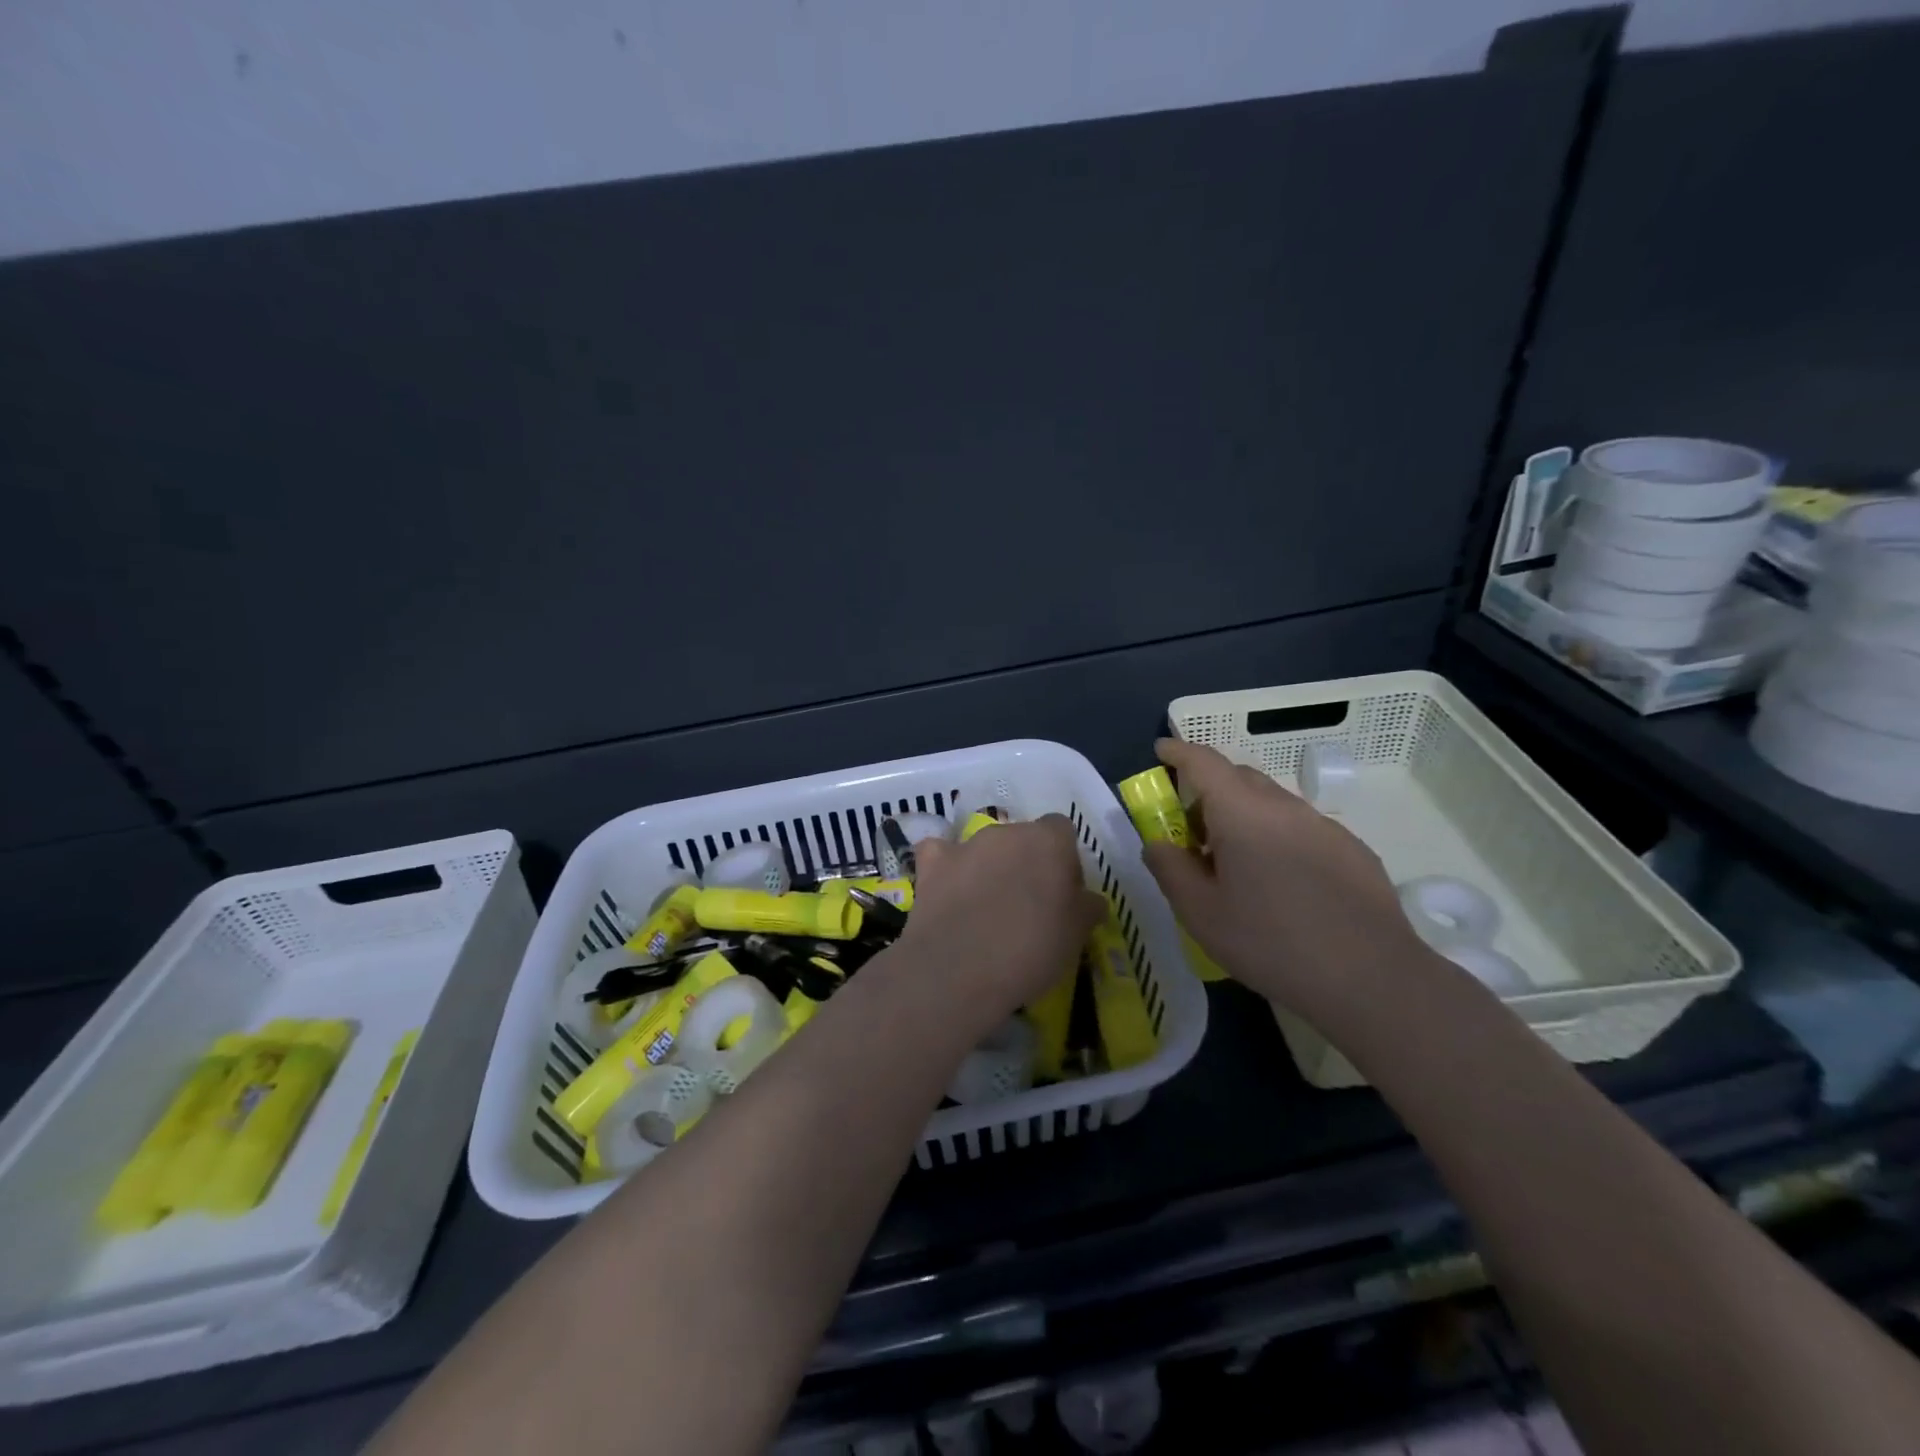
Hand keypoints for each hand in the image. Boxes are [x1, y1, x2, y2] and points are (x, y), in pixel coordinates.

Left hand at [896, 816, 1104, 1028]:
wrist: (959, 970)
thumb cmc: (1031, 949)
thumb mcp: (1077, 935)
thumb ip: (1087, 907)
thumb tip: (1089, 899)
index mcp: (1048, 841)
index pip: (1062, 830)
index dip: (1064, 859)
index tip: (1063, 892)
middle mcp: (1007, 831)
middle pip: (1022, 837)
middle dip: (1026, 863)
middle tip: (1027, 905)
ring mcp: (966, 845)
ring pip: (983, 847)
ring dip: (988, 867)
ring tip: (986, 909)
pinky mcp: (932, 863)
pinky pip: (940, 854)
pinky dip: (945, 867)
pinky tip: (947, 891)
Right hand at [1142, 738, 1438, 1023]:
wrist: (1371, 979)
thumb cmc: (1271, 943)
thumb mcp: (1200, 913)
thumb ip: (1169, 869)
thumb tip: (1157, 843)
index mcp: (1242, 813)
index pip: (1204, 762)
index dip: (1178, 751)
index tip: (1161, 750)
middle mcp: (1285, 807)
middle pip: (1240, 778)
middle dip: (1209, 791)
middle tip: (1192, 832)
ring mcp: (1325, 827)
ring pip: (1273, 804)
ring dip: (1245, 818)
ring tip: (1237, 866)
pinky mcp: (1353, 851)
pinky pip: (1303, 829)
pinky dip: (1278, 839)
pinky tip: (1284, 886)